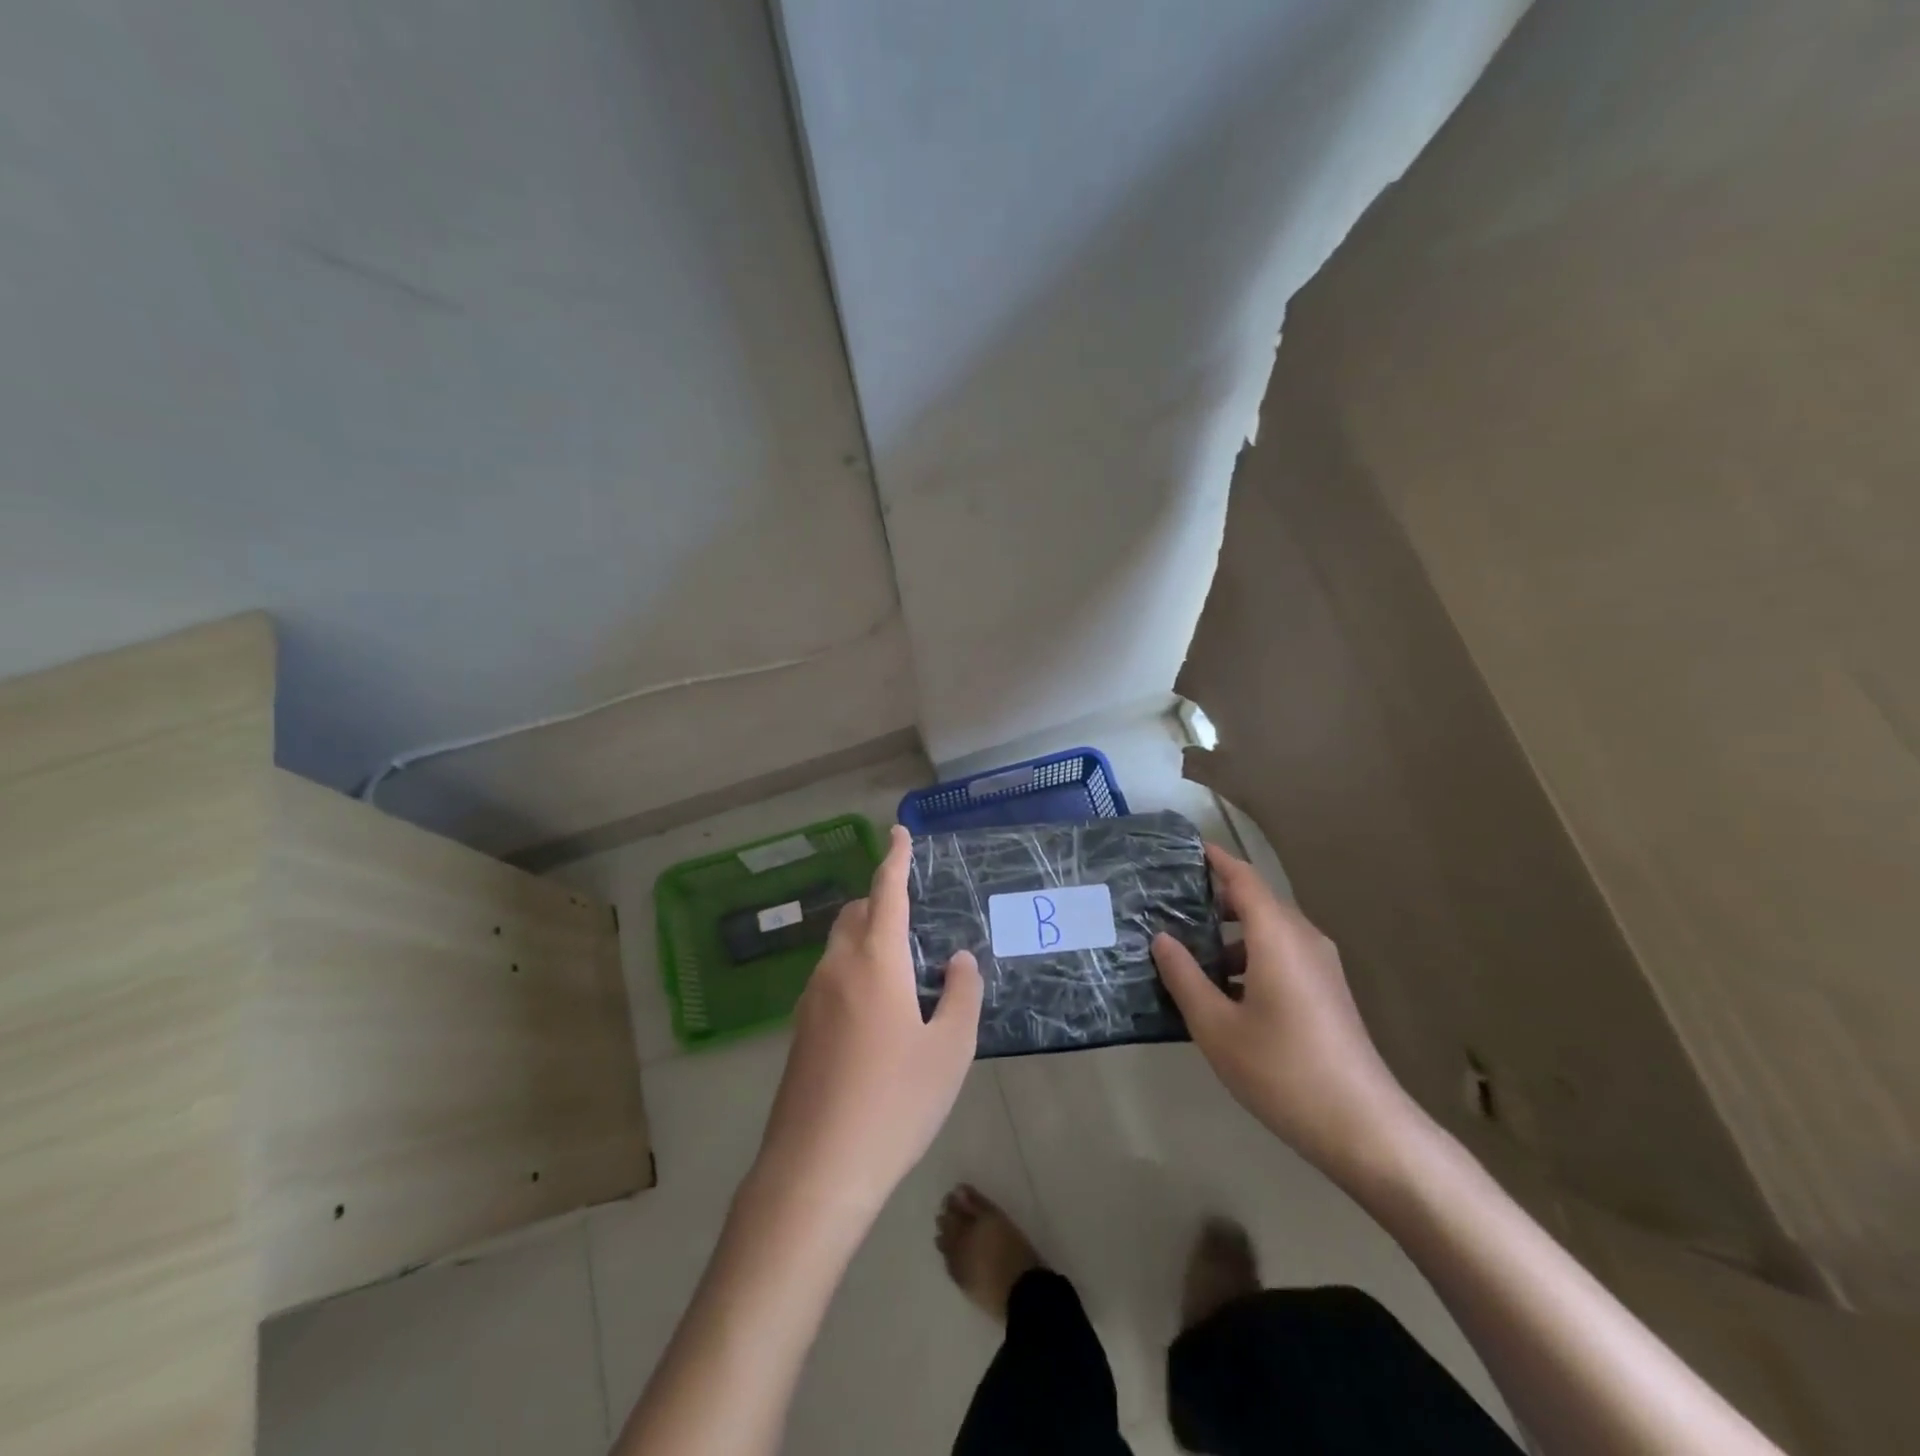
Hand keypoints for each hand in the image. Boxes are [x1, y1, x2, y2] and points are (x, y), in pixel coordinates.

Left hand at [750, 825, 982, 1220]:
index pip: (886, 892)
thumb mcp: (949, 1050)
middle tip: (912, 912)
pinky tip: (876, 1010)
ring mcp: (811, 1000)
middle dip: (880, 899)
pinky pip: (830, 978)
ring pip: (839, 946)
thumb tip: (959, 958)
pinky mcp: (800, 1031)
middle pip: (855, 914)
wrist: (816, 1170)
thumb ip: (961, 994)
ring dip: (866, 936)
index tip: (897, 832)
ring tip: (901, 965)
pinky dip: (853, 969)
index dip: (894, 858)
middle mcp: (837, 968)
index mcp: (875, 961)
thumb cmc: (894, 1103)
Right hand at [1151, 844, 1425, 1183]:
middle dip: (1216, 898)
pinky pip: (1283, 955)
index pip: (1243, 879)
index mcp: (1277, 936)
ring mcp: (1321, 966)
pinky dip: (1251, 956)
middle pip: (1257, 902)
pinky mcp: (1327, 992)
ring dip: (1231, 934)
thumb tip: (1162, 939)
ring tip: (1189, 951)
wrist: (1363, 1127)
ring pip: (1270, 931)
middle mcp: (1303, 940)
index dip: (1215, 860)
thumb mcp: (1216, 1026)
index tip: (1185, 850)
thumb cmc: (1281, 1069)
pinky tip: (1223, 990)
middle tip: (1170, 905)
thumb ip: (1185, 977)